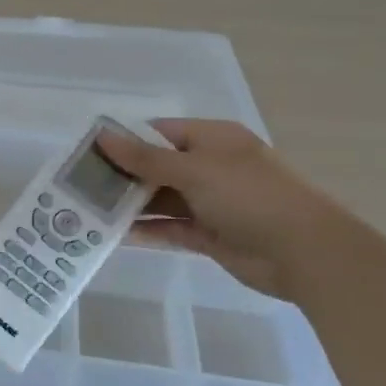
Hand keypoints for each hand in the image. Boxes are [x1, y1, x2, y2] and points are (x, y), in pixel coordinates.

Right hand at [96, 120, 344, 299]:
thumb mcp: (194, 169)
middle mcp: (210, 167)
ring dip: (130, 205)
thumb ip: (145, 157)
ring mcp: (210, 203)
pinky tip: (114, 234)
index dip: (124, 140)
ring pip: (160, 199)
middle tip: (79, 185)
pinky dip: (146, 230)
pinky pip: (170, 228)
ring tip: (88, 211)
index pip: (158, 132)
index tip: (87, 152)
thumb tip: (102, 136)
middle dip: (122, 175)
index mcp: (212, 140)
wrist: (305, 253)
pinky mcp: (209, 235)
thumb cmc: (250, 196)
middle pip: (156, 166)